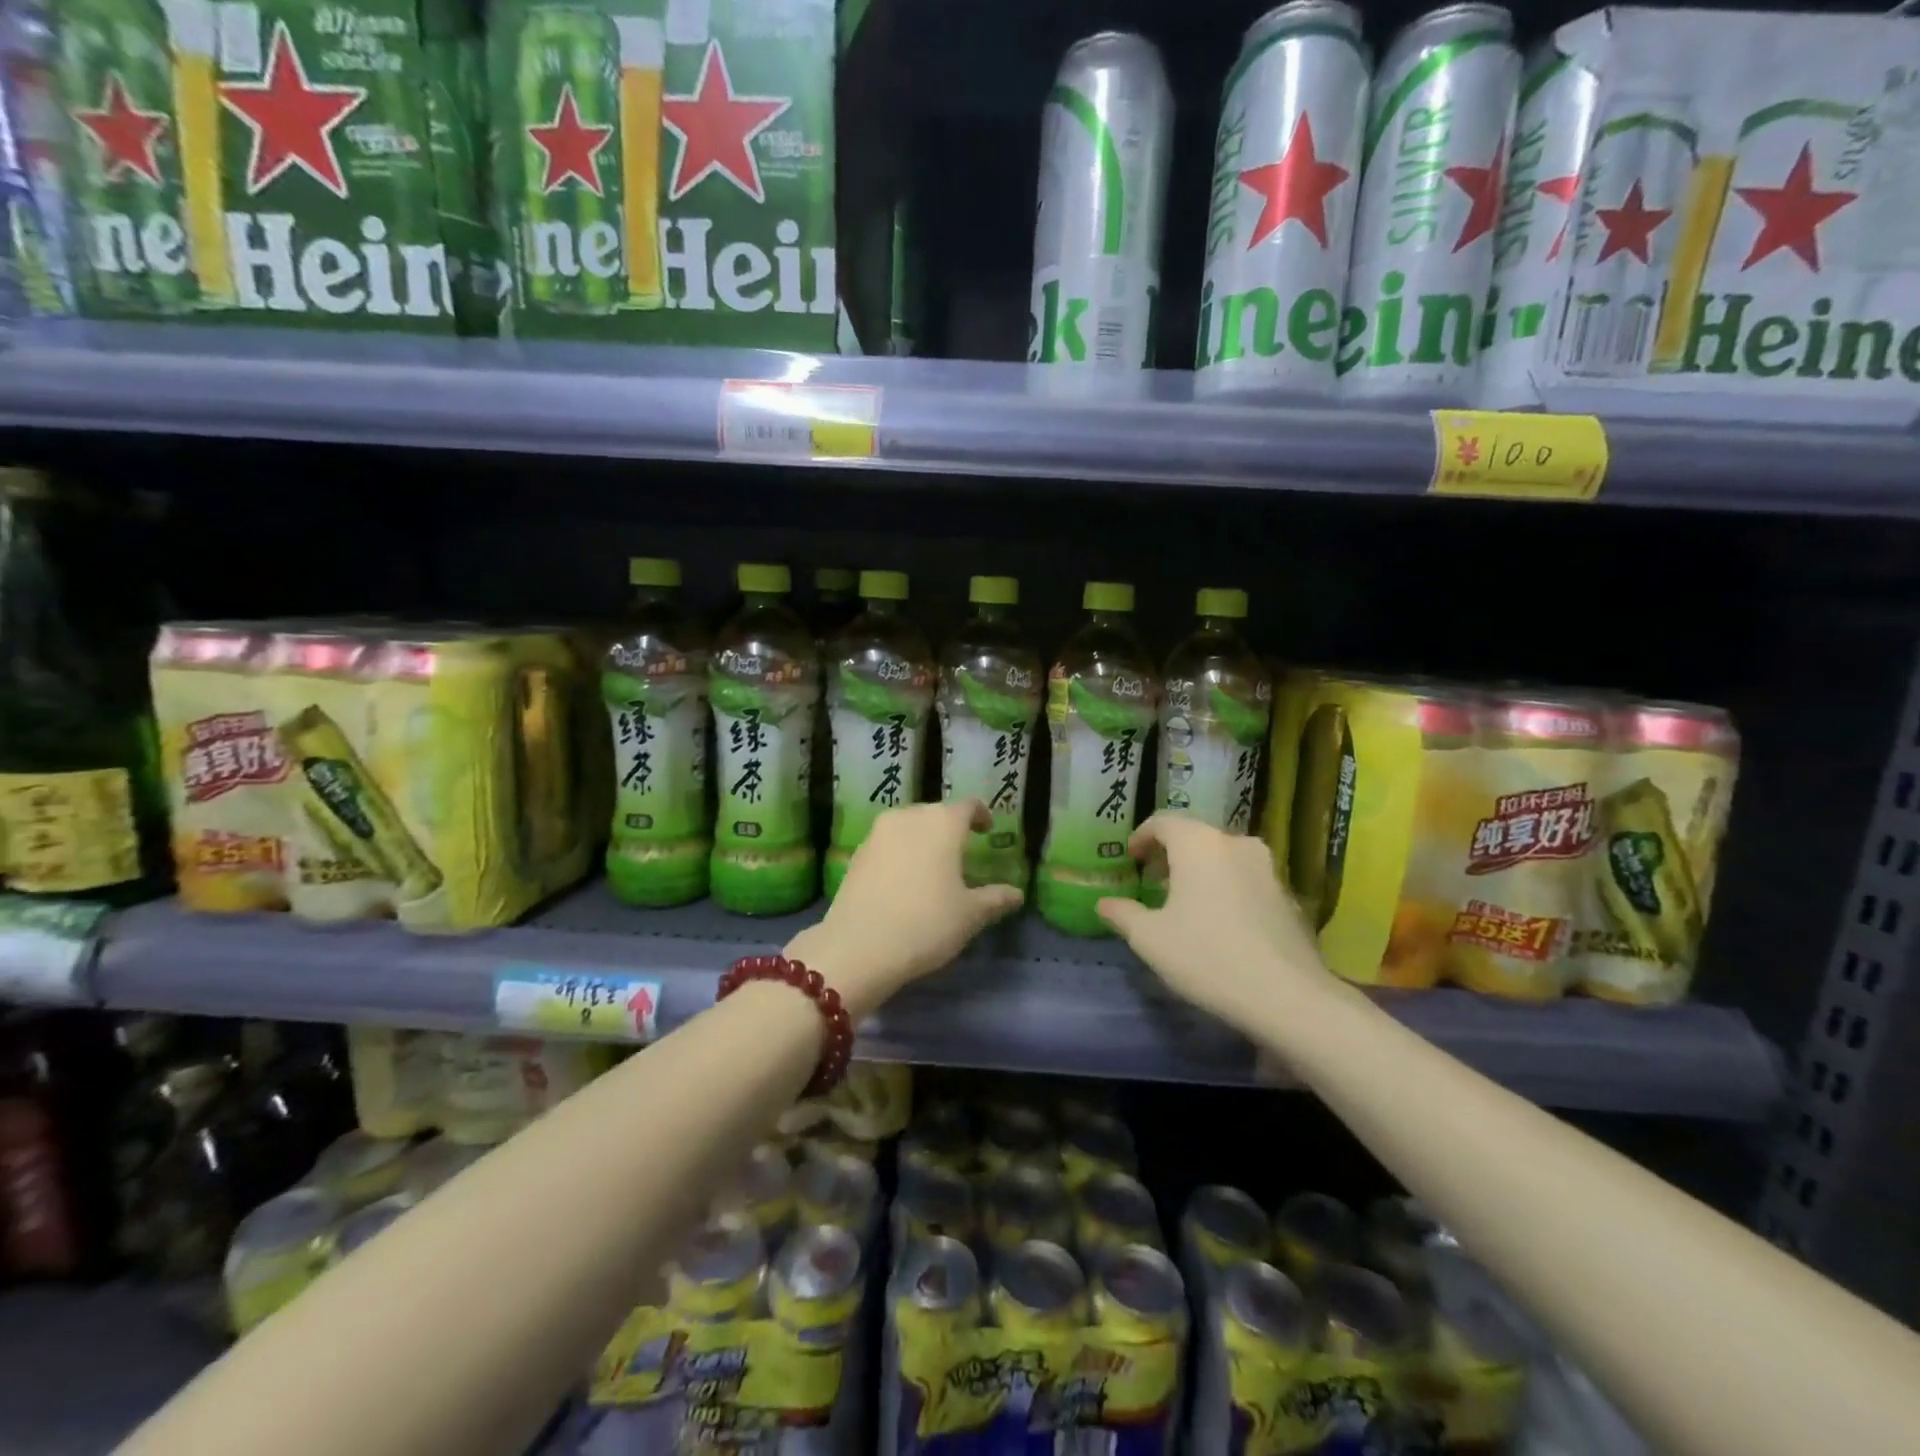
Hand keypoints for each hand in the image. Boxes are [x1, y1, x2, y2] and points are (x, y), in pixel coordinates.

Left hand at [786, 801, 1022, 1015]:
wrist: (859, 946)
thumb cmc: (926, 923)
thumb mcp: (970, 915)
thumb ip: (995, 899)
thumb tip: (1016, 894)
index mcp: (943, 822)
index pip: (967, 806)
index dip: (980, 815)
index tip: (987, 830)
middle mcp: (909, 817)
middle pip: (935, 812)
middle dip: (950, 828)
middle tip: (961, 852)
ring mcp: (878, 833)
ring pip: (908, 826)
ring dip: (922, 839)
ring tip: (932, 866)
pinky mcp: (856, 853)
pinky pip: (887, 844)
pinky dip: (900, 853)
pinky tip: (903, 880)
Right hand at [1097, 814, 1335, 1031]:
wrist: (1288, 997)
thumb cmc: (1207, 956)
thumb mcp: (1150, 939)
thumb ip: (1123, 914)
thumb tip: (1104, 903)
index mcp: (1199, 844)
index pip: (1163, 822)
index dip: (1142, 836)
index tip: (1131, 858)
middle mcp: (1235, 844)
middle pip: (1196, 836)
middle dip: (1170, 854)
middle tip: (1153, 880)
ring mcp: (1268, 869)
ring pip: (1223, 857)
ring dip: (1200, 871)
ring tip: (1185, 902)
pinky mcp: (1288, 896)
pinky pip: (1246, 879)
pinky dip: (1226, 888)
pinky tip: (1220, 922)